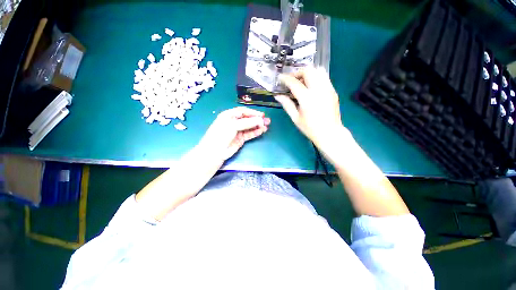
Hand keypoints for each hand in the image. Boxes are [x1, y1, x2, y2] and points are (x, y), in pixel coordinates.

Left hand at [198, 107, 270, 161]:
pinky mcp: (240, 139)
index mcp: (229, 115)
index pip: (243, 111)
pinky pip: (249, 134)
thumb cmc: (221, 134)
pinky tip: (262, 131)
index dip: (252, 112)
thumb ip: (247, 122)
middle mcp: (234, 122)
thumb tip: (260, 120)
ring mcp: (238, 131)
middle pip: (248, 119)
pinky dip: (256, 132)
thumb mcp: (233, 126)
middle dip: (257, 119)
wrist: (215, 152)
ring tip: (267, 125)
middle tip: (267, 120)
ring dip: (258, 126)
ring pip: (250, 127)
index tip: (262, 115)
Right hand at [275, 67, 343, 149]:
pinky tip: (311, 86)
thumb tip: (278, 96)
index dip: (285, 78)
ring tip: (301, 81)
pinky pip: (324, 77)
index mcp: (307, 99)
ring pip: (318, 70)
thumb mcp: (295, 118)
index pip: (294, 83)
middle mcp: (318, 90)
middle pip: (308, 71)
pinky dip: (315, 77)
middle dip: (297, 72)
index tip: (280, 78)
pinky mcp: (333, 90)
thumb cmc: (310, 128)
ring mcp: (328, 89)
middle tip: (291, 80)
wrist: (330, 133)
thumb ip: (287, 105)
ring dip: (308, 73)